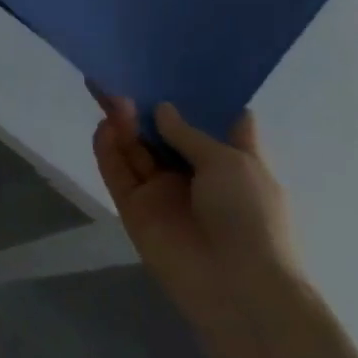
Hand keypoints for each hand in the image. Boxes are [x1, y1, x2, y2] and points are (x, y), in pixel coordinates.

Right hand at [89, 84, 303, 336]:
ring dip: (125, 124)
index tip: (176, 70)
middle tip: (122, 78)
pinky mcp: (134, 207)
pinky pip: (117, 172)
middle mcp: (195, 173)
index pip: (215, 124)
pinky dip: (108, 149)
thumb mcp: (231, 164)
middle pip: (163, 133)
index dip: (198, 99)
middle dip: (146, 107)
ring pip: (136, 149)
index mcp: (232, 162)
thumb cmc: (251, 217)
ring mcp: (162, 191)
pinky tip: (105, 126)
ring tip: (114, 98)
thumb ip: (188, 134)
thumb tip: (163, 109)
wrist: (238, 287)